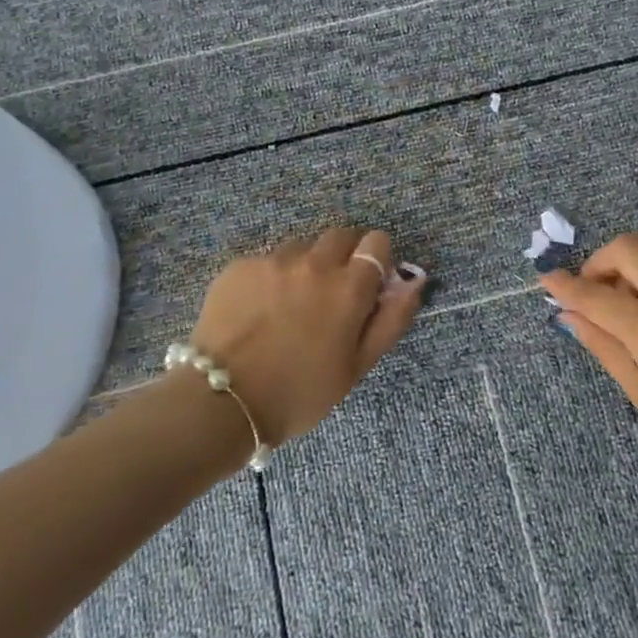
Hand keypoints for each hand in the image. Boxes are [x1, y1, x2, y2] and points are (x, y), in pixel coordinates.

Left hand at [191, 227, 426, 445]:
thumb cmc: (300, 393)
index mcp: (349, 287)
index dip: (376, 259)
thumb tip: (415, 280)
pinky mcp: (240, 266)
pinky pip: (266, 260)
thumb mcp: (357, 366)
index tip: (368, 283)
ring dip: (306, 265)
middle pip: (340, 236)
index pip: (376, 243)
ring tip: (290, 304)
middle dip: (344, 256)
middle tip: (331, 294)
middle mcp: (314, 263)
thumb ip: (392, 319)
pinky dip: (270, 277)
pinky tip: (258, 310)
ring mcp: (274, 261)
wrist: (222, 401)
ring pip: (302, 247)